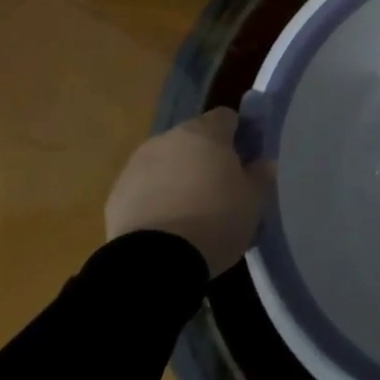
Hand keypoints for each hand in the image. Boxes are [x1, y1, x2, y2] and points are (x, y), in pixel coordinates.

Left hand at [104, 108, 268, 277]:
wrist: (155, 262)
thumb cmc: (215, 222)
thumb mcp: (254, 201)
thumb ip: (261, 175)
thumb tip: (262, 163)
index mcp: (205, 133)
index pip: (227, 117)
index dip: (240, 135)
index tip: (247, 159)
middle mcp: (169, 139)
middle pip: (194, 138)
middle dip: (207, 157)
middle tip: (222, 189)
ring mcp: (138, 164)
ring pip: (167, 162)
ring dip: (180, 176)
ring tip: (192, 211)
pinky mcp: (117, 192)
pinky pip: (145, 187)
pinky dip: (157, 197)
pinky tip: (168, 225)